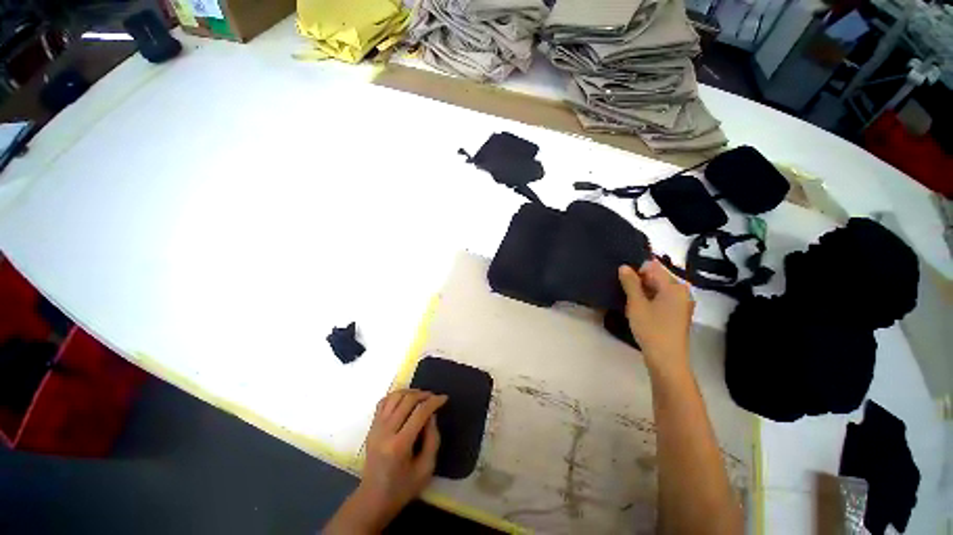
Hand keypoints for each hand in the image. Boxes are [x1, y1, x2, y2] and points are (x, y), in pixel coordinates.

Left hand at [326, 389, 446, 532]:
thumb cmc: (402, 488)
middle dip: (424, 395)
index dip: (434, 402)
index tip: (444, 398)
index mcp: (399, 445)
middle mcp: (385, 432)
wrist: (373, 499)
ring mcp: (376, 428)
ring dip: (410, 392)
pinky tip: (405, 399)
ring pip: (394, 397)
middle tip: (434, 397)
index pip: (419, 413)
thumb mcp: (426, 468)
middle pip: (407, 400)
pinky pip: (383, 402)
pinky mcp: (371, 427)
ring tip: (421, 396)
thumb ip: (432, 439)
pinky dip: (396, 395)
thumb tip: (432, 415)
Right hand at [618, 260, 693, 376]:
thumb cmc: (652, 329)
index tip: (624, 282)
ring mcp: (682, 303)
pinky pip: (662, 299)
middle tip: (626, 293)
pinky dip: (650, 300)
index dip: (636, 271)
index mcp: (675, 286)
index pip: (653, 267)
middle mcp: (682, 292)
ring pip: (659, 289)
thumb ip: (630, 283)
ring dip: (643, 291)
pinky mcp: (678, 314)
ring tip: (631, 302)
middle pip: (657, 277)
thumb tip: (624, 266)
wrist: (667, 360)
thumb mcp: (636, 304)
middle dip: (640, 281)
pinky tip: (640, 310)